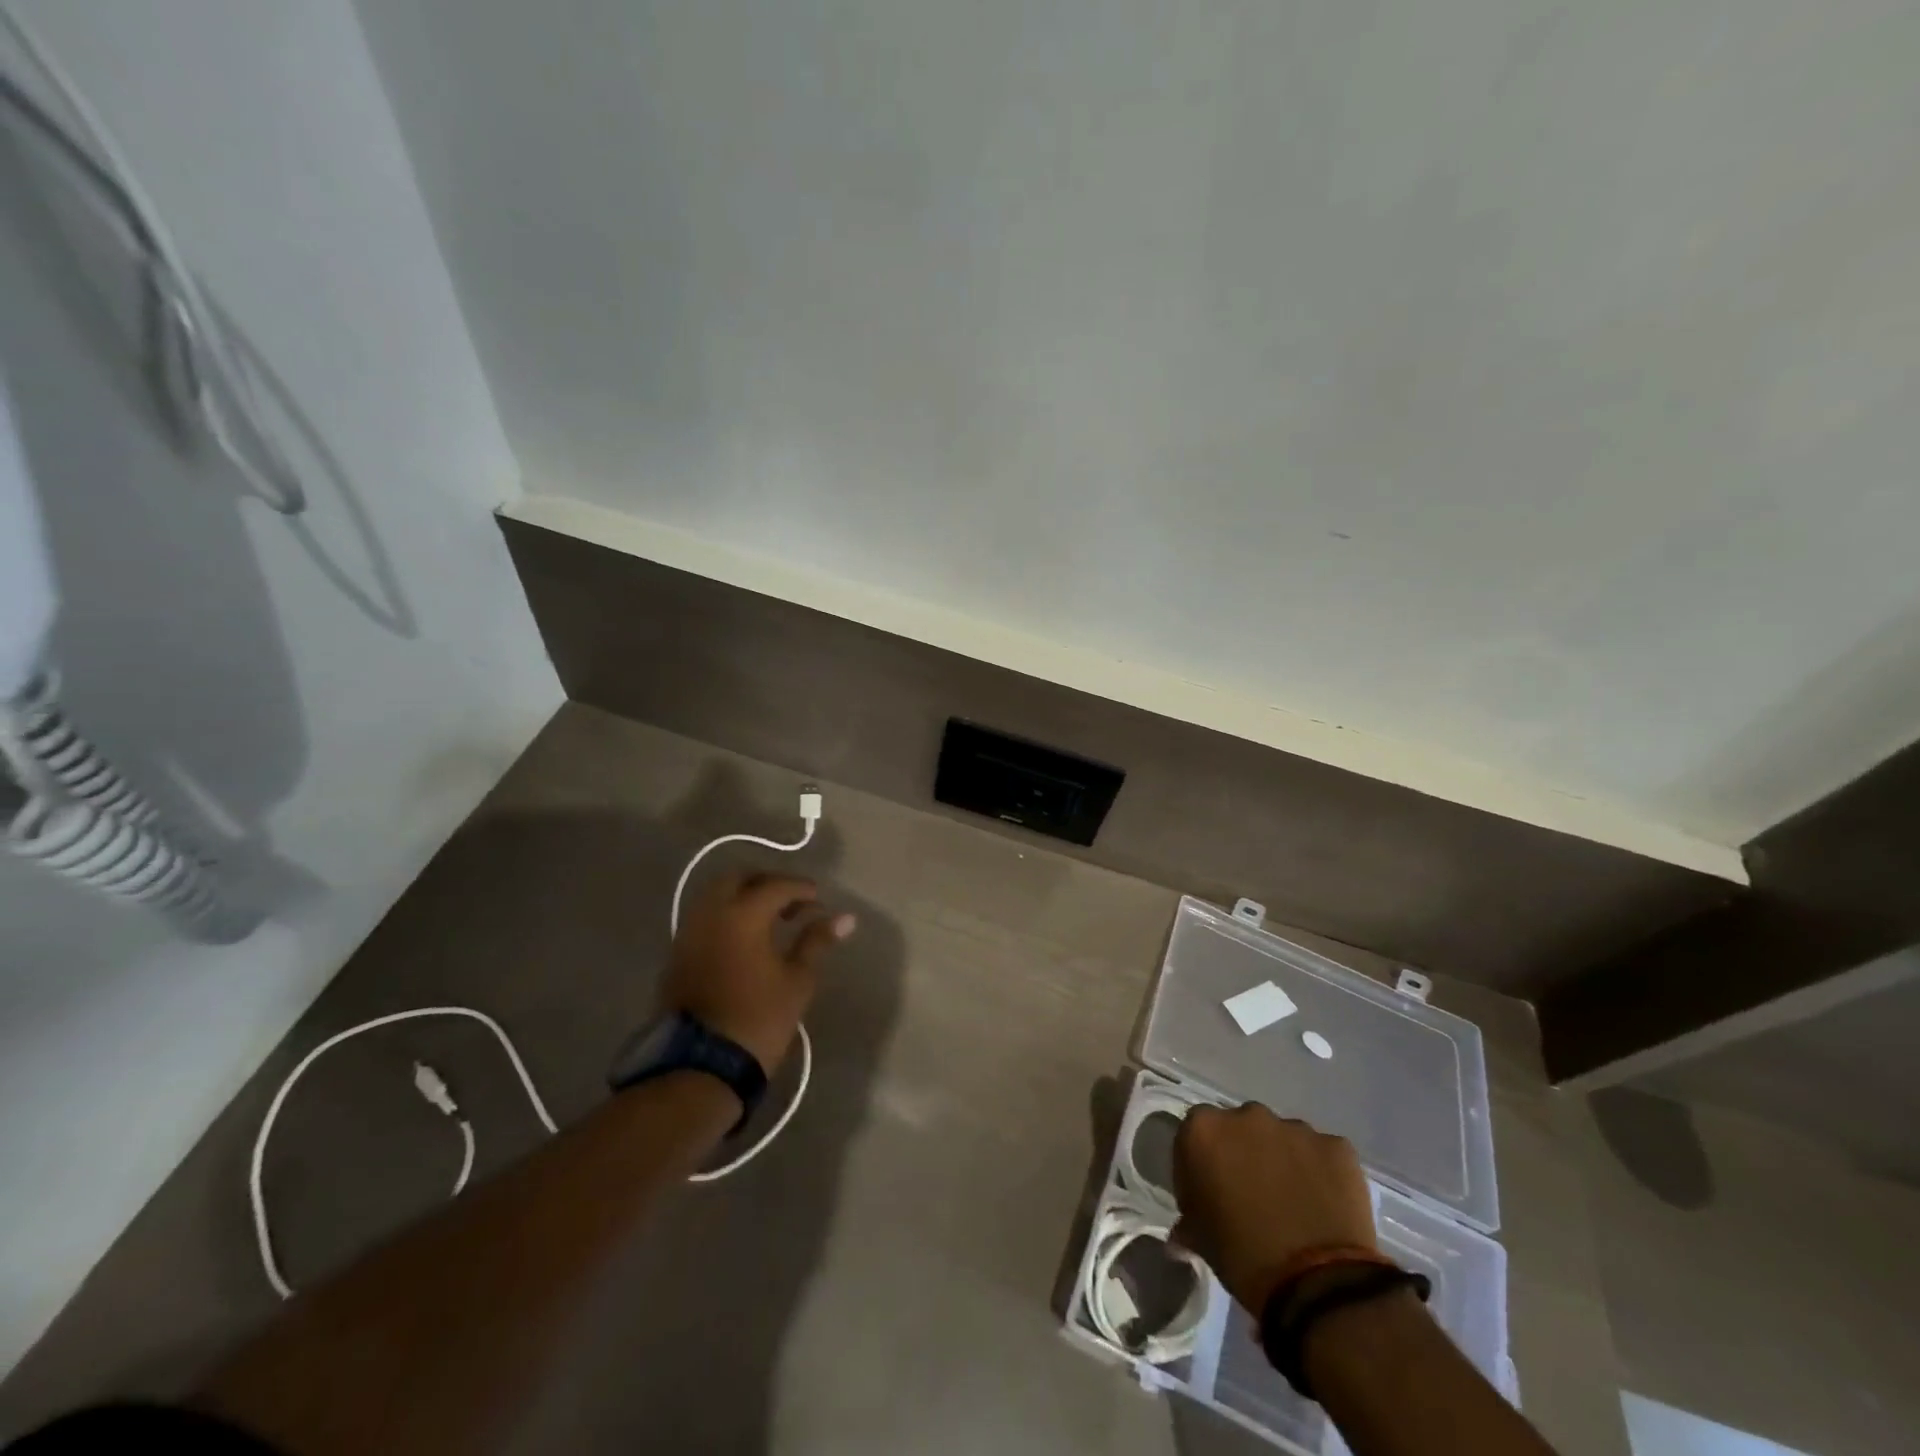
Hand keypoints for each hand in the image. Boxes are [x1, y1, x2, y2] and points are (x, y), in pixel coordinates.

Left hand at [661, 871, 855, 1074]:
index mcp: (742, 914)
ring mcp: (688, 933)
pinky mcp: (676, 955)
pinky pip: (704, 919)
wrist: (700, 1066)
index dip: (800, 889)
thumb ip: (817, 941)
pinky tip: (744, 939)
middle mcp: (710, 913)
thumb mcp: (797, 980)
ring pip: (716, 897)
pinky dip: (726, 917)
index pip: (775, 885)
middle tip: (791, 903)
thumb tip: (846, 918)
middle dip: (767, 883)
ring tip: (770, 922)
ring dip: (743, 899)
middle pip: (738, 879)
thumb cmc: (758, 1018)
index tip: (818, 900)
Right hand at [1171, 1103, 1375, 1314]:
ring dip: (1282, 1159)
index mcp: (1204, 1130)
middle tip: (1252, 1194)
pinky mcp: (1336, 1146)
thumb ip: (1189, 1221)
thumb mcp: (1201, 1240)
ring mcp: (1295, 1128)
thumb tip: (1182, 1232)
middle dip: (1243, 1153)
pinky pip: (1322, 1154)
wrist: (1319, 1285)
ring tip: (1293, 1201)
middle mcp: (1247, 1116)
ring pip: (1282, 1138)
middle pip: (1240, 1128)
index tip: (1209, 1191)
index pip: (1195, 1134)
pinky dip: (1320, 1171)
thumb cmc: (1244, 1258)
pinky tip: (1324, 1204)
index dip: (1201, 1161)